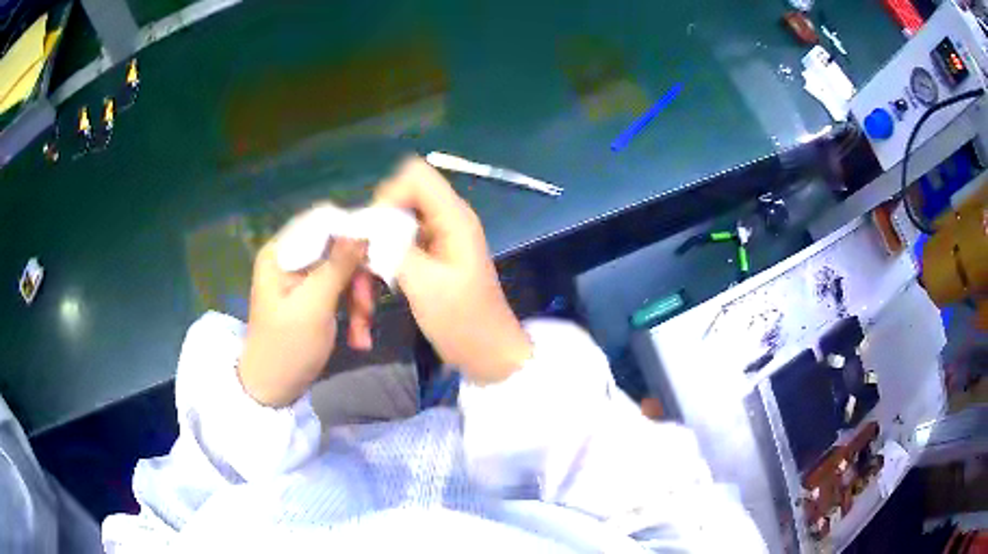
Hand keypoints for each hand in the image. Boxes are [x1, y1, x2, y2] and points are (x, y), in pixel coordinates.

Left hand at [238, 235, 369, 406]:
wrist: (273, 390)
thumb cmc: (287, 348)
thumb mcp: (314, 306)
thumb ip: (337, 265)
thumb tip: (362, 230)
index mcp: (281, 252)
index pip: (322, 221)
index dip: (353, 232)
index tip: (380, 251)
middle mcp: (291, 258)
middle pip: (338, 249)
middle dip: (358, 278)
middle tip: (368, 307)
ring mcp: (302, 278)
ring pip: (345, 272)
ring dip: (359, 302)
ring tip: (362, 334)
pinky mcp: (313, 296)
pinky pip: (341, 291)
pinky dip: (353, 312)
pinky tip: (358, 338)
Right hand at [374, 157, 531, 383]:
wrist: (487, 353)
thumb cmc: (463, 321)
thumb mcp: (424, 284)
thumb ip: (393, 247)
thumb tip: (364, 225)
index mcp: (453, 218)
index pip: (415, 176)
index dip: (388, 195)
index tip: (372, 231)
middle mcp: (446, 220)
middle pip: (400, 198)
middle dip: (376, 227)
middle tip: (363, 262)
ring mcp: (439, 238)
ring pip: (394, 225)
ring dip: (375, 251)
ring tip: (365, 288)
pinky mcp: (431, 256)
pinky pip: (398, 245)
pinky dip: (383, 263)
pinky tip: (374, 291)